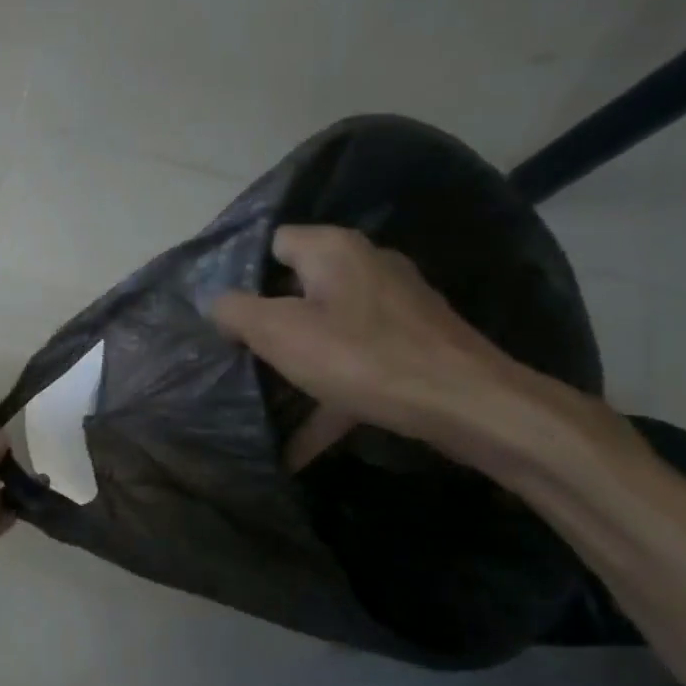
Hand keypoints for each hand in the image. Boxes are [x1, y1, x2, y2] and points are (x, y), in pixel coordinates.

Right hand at [211, 226, 525, 467]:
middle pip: (298, 289)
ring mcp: (394, 307)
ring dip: (295, 365)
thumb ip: (236, 311)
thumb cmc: (360, 357)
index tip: (222, 315)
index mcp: (333, 250)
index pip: (273, 243)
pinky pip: (354, 365)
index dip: (242, 276)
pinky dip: (328, 396)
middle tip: (237, 358)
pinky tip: (300, 442)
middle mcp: (366, 266)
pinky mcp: (412, 345)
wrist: (466, 404)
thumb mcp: (278, 332)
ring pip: (327, 330)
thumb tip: (219, 304)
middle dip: (266, 325)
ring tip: (263, 401)